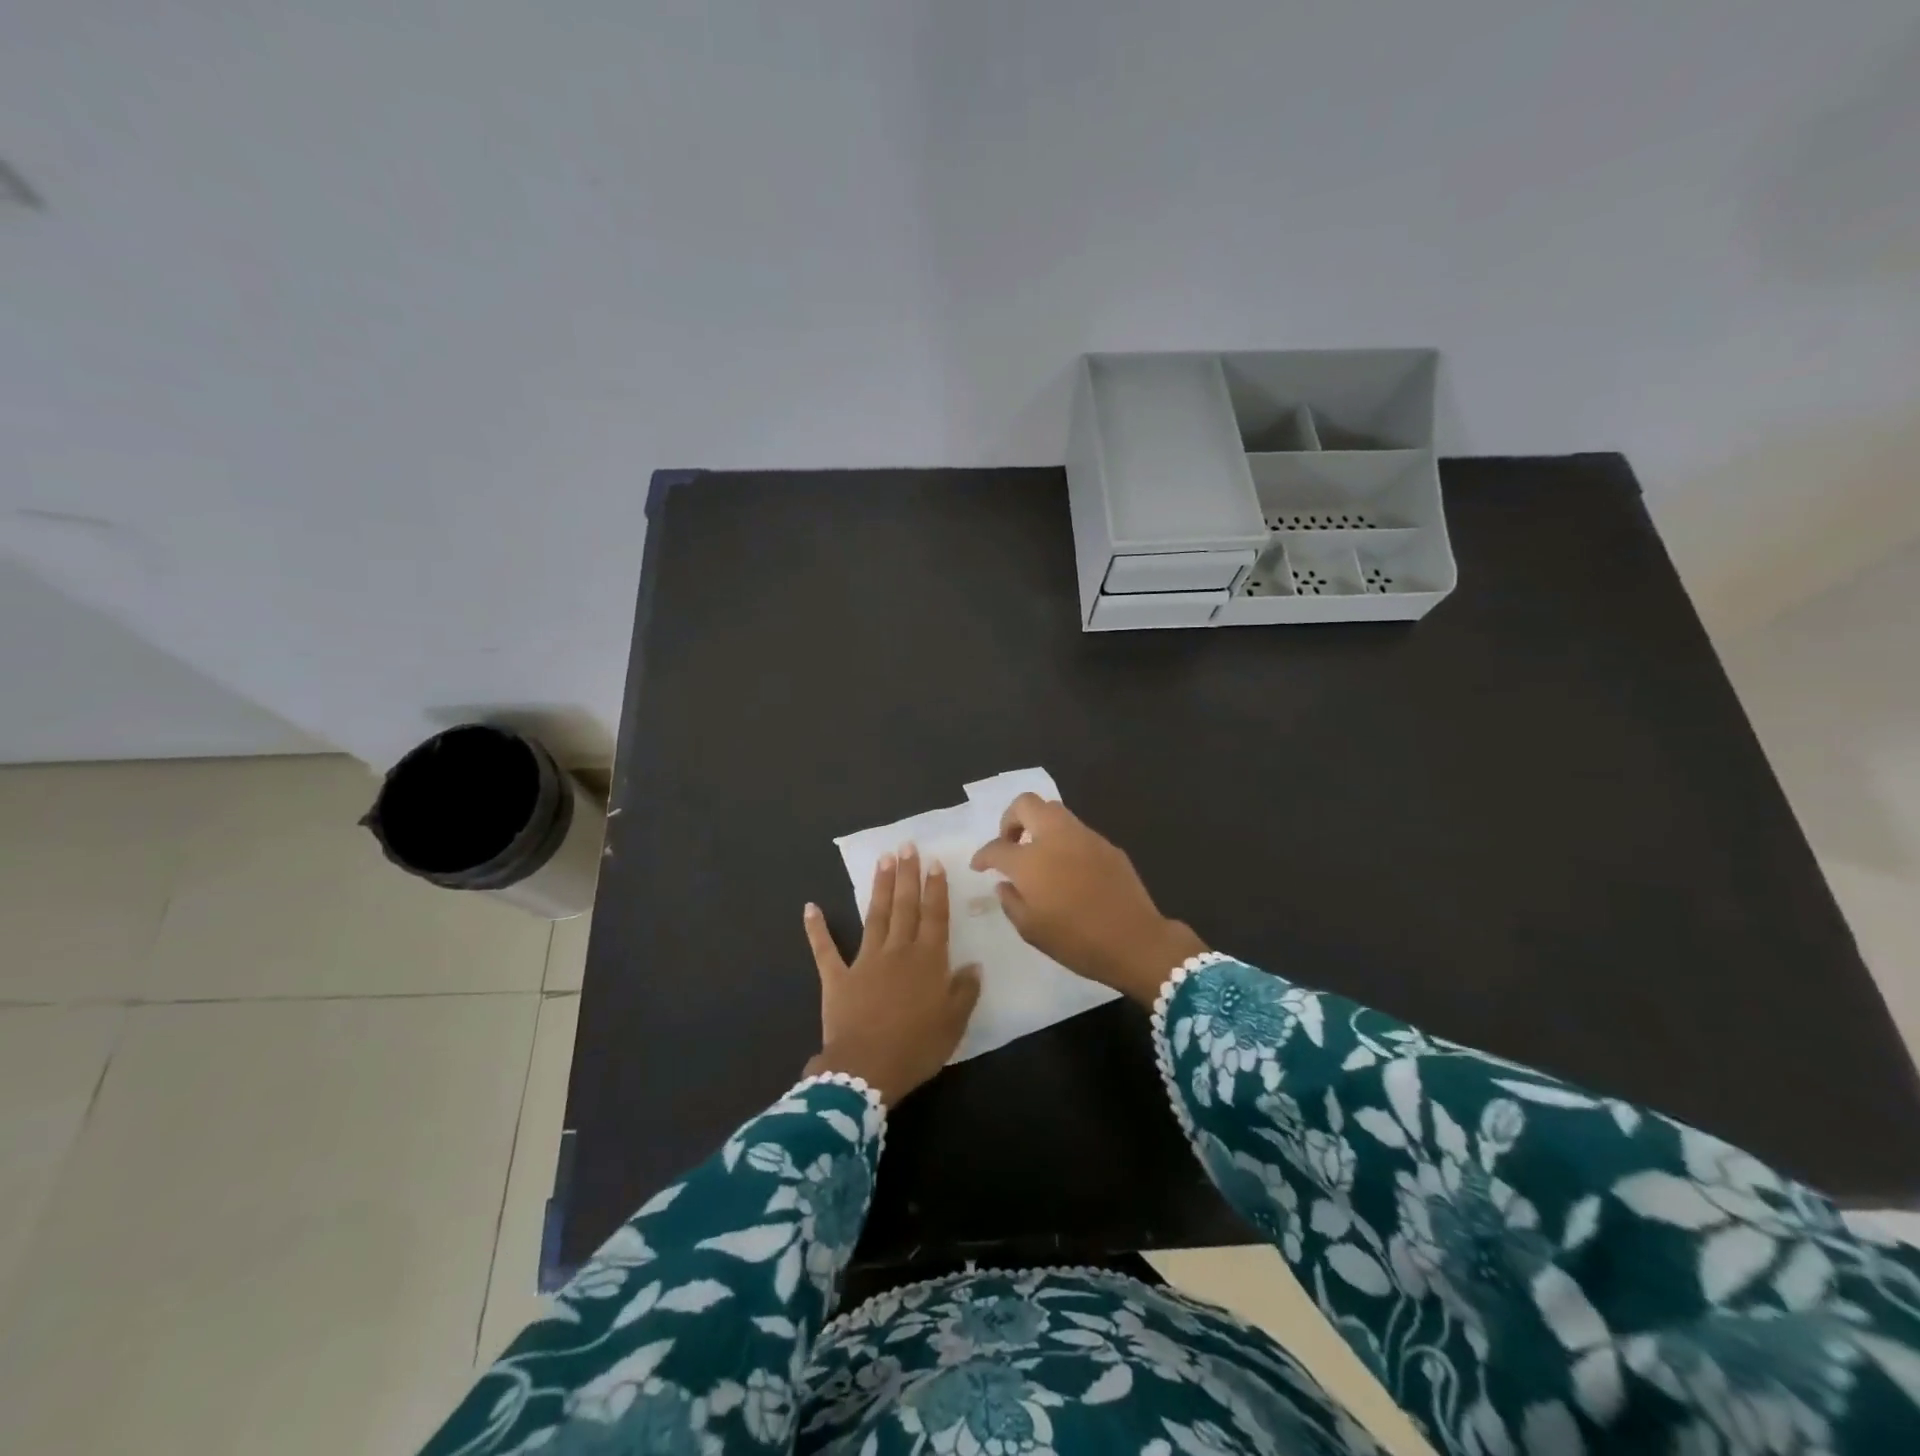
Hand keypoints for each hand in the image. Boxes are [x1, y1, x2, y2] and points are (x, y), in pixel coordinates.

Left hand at [802, 846, 981, 1106]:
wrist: (866, 1070)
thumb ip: (964, 992)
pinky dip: (817, 929)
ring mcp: (865, 961)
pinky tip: (810, 908)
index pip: (934, 916)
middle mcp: (898, 951)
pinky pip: (825, 950)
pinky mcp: (838, 977)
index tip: (934, 863)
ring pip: (875, 916)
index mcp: (928, 961)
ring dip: (879, 887)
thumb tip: (973, 965)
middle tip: (907, 846)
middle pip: (904, 906)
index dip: (935, 889)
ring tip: (883, 860)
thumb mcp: (953, 1024)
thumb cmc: (916, 1048)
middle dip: (907, 875)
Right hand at [970, 794, 1205, 1004]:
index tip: (979, 865)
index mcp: (1030, 860)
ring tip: (1038, 853)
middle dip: (1010, 819)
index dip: (983, 855)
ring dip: (1039, 825)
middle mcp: (1055, 838)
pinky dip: (1063, 840)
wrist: (1135, 941)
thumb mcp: (1030, 930)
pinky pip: (1077, 831)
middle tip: (1010, 843)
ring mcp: (1084, 837)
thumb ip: (1011, 902)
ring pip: (1054, 811)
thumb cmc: (1076, 941)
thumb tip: (1006, 884)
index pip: (997, 847)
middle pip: (1026, 804)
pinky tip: (1067, 867)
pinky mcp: (1107, 845)